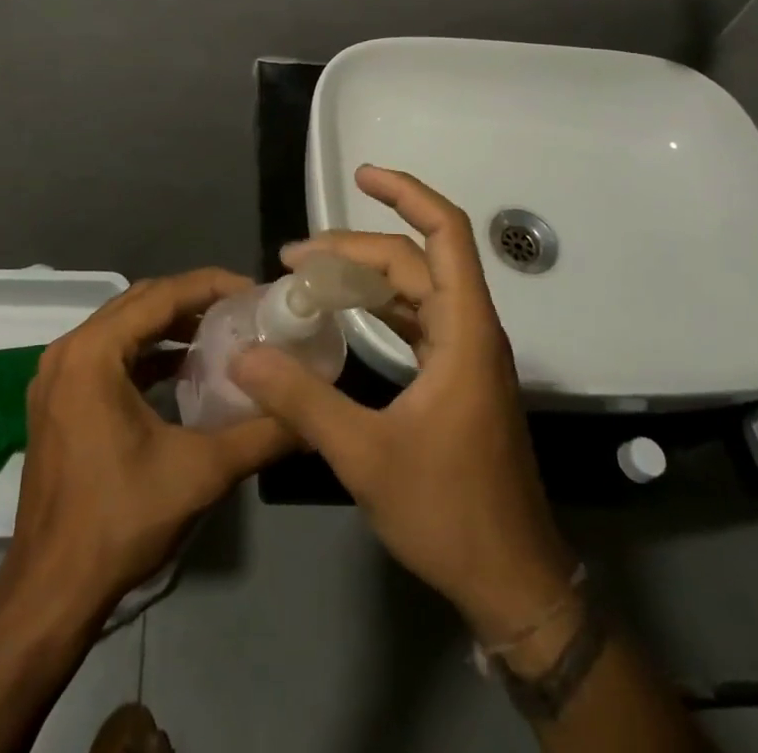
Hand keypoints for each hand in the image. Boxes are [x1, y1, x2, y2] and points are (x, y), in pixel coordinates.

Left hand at [8, 269, 292, 621]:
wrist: (51, 591)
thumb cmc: (121, 521)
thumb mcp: (201, 472)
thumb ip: (261, 435)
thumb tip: (311, 416)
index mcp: (93, 353)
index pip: (161, 295)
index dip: (211, 286)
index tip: (255, 292)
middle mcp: (68, 351)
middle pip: (140, 302)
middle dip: (193, 300)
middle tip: (242, 310)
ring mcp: (57, 376)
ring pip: (123, 327)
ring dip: (170, 325)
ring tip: (221, 334)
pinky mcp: (58, 400)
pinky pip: (108, 354)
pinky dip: (147, 352)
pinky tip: (183, 369)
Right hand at [231, 167, 577, 644]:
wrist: (511, 583)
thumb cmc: (450, 513)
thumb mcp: (366, 456)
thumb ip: (302, 401)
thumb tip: (246, 354)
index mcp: (463, 331)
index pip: (445, 233)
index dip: (407, 193)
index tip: (362, 174)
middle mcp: (469, 329)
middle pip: (415, 259)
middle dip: (355, 247)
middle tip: (293, 258)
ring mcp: (464, 354)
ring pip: (413, 289)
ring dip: (364, 276)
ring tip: (307, 277)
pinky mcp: (455, 378)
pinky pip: (414, 319)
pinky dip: (377, 307)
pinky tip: (341, 315)